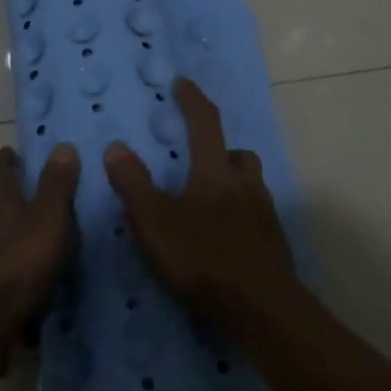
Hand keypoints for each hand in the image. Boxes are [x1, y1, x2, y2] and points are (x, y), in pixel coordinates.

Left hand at [0, 144, 79, 351]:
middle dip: (13, 196)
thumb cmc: (19, 260)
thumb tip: (62, 146)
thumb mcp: (50, 216)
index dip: (10, 159)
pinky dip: (8, 264)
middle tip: (43, 197)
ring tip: (40, 238)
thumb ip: (57, 182)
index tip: (26, 158)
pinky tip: (28, 276)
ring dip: (10, 232)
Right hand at [103, 78, 294, 323]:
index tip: (183, 83)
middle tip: (199, 160)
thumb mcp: (154, 222)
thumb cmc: (203, 258)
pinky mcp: (274, 243)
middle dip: (220, 150)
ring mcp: (265, 214)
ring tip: (208, 204)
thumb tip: (116, 146)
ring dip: (232, 184)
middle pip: (237, 154)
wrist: (261, 307)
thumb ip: (133, 184)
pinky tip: (224, 239)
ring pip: (250, 184)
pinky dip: (239, 216)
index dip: (193, 100)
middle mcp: (246, 184)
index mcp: (216, 171)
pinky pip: (256, 216)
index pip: (205, 123)